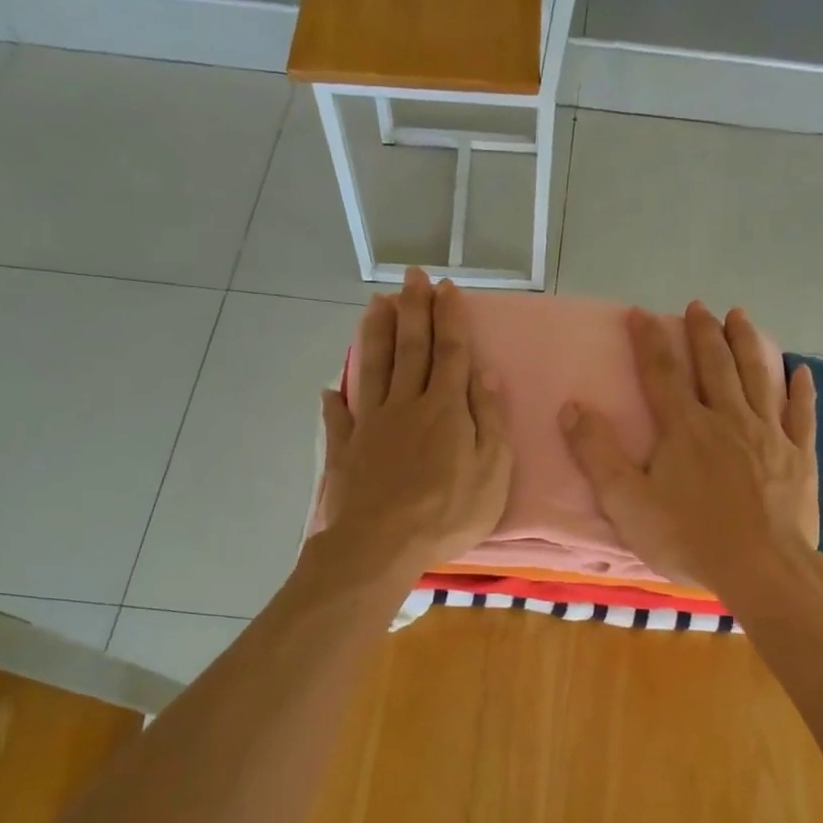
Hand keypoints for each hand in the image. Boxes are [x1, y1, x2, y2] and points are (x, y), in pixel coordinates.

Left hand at [317, 269, 510, 580]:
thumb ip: (490, 420)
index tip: (446, 287)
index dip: (450, 318)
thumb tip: (486, 374)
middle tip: (412, 277)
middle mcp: (406, 405)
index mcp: (445, 409)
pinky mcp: (346, 450)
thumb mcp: (492, 471)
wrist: (381, 545)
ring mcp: (371, 425)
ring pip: (373, 369)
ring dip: (376, 334)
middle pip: (410, 349)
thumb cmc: (447, 513)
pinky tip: (330, 388)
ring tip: (376, 304)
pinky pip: (339, 418)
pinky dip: (335, 401)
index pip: (450, 352)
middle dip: (413, 310)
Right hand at [559, 302, 817, 599]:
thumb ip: (597, 454)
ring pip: (758, 377)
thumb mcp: (627, 502)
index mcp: (684, 428)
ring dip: (748, 343)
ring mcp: (768, 435)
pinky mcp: (798, 457)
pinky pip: (801, 414)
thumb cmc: (688, 538)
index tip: (639, 313)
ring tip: (741, 317)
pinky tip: (801, 370)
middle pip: (714, 365)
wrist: (761, 568)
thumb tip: (571, 407)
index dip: (648, 340)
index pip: (661, 373)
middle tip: (698, 307)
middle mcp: (727, 419)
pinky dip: (801, 390)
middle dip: (703, 333)